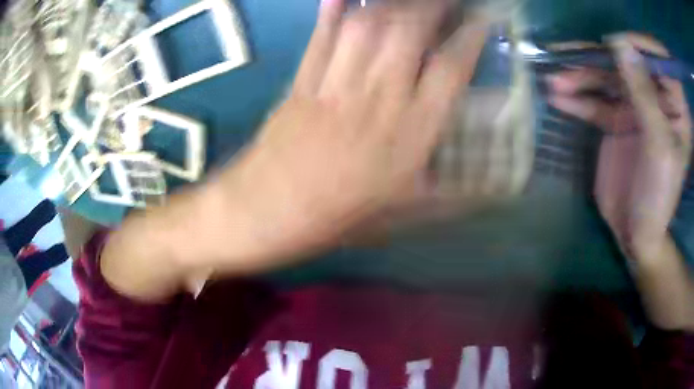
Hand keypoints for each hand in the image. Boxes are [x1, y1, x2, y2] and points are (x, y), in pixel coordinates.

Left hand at [100, 0, 488, 300]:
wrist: (268, 213)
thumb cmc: (340, 218)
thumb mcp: (405, 215)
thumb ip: (450, 199)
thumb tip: (489, 195)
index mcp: (410, 134)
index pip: (450, 69)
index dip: (470, 39)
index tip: (482, 20)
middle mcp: (377, 98)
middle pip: (408, 32)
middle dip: (432, 6)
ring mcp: (335, 83)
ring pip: (366, 27)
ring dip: (391, 3)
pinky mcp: (302, 80)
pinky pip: (321, 37)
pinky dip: (333, 12)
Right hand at [547, 34, 691, 257]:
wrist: (636, 233)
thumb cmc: (658, 196)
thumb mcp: (658, 146)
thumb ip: (644, 95)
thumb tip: (621, 45)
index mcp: (675, 105)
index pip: (660, 59)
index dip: (639, 44)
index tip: (614, 45)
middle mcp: (656, 98)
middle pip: (627, 63)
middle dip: (598, 59)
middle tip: (567, 57)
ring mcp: (636, 107)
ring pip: (607, 79)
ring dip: (580, 77)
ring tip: (554, 81)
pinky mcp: (617, 121)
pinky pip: (596, 101)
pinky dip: (577, 98)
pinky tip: (557, 98)